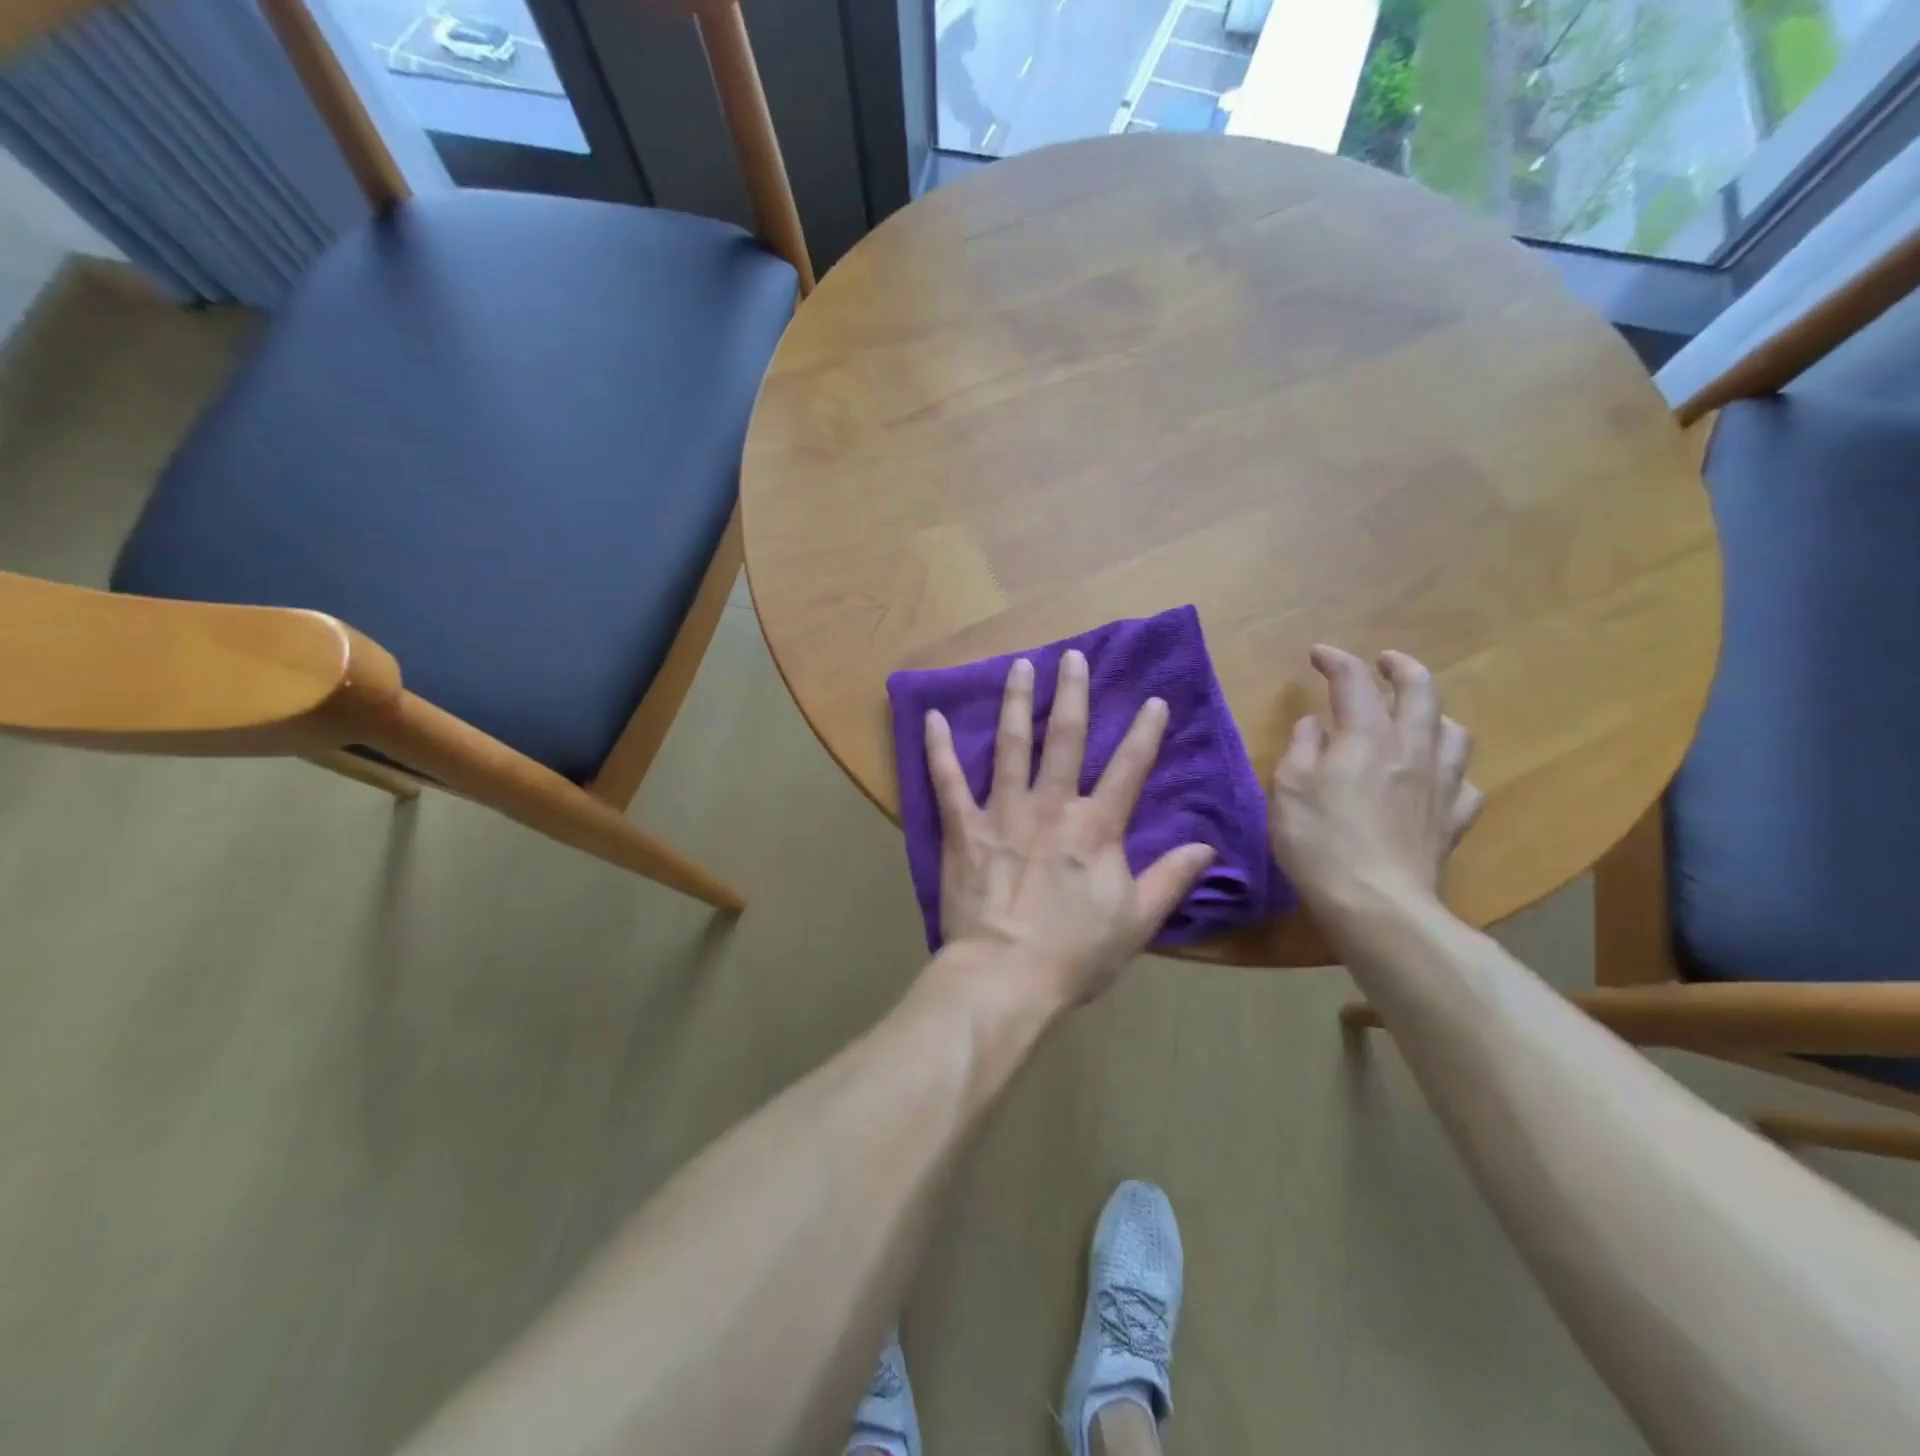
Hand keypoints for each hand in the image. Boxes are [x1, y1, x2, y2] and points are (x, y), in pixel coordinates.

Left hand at [924, 650, 1215, 1008]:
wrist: (1006, 976)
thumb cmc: (1075, 954)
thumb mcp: (1137, 921)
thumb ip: (1171, 878)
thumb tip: (1208, 847)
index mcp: (1096, 828)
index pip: (1128, 769)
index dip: (1145, 733)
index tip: (1154, 700)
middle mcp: (1051, 807)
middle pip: (1067, 739)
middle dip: (1073, 695)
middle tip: (1073, 657)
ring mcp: (1004, 812)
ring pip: (1013, 746)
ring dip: (1018, 703)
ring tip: (1020, 667)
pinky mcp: (964, 828)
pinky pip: (947, 781)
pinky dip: (938, 749)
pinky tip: (932, 717)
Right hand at [1269, 646, 1482, 911]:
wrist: (1375, 903)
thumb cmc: (1319, 841)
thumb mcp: (1288, 788)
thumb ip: (1302, 749)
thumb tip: (1314, 726)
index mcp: (1366, 737)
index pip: (1354, 681)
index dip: (1336, 660)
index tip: (1318, 654)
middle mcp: (1411, 749)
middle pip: (1420, 691)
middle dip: (1402, 668)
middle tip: (1385, 662)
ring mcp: (1441, 785)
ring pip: (1454, 732)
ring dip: (1435, 715)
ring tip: (1417, 718)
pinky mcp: (1453, 820)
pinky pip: (1465, 784)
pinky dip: (1450, 772)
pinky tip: (1436, 780)